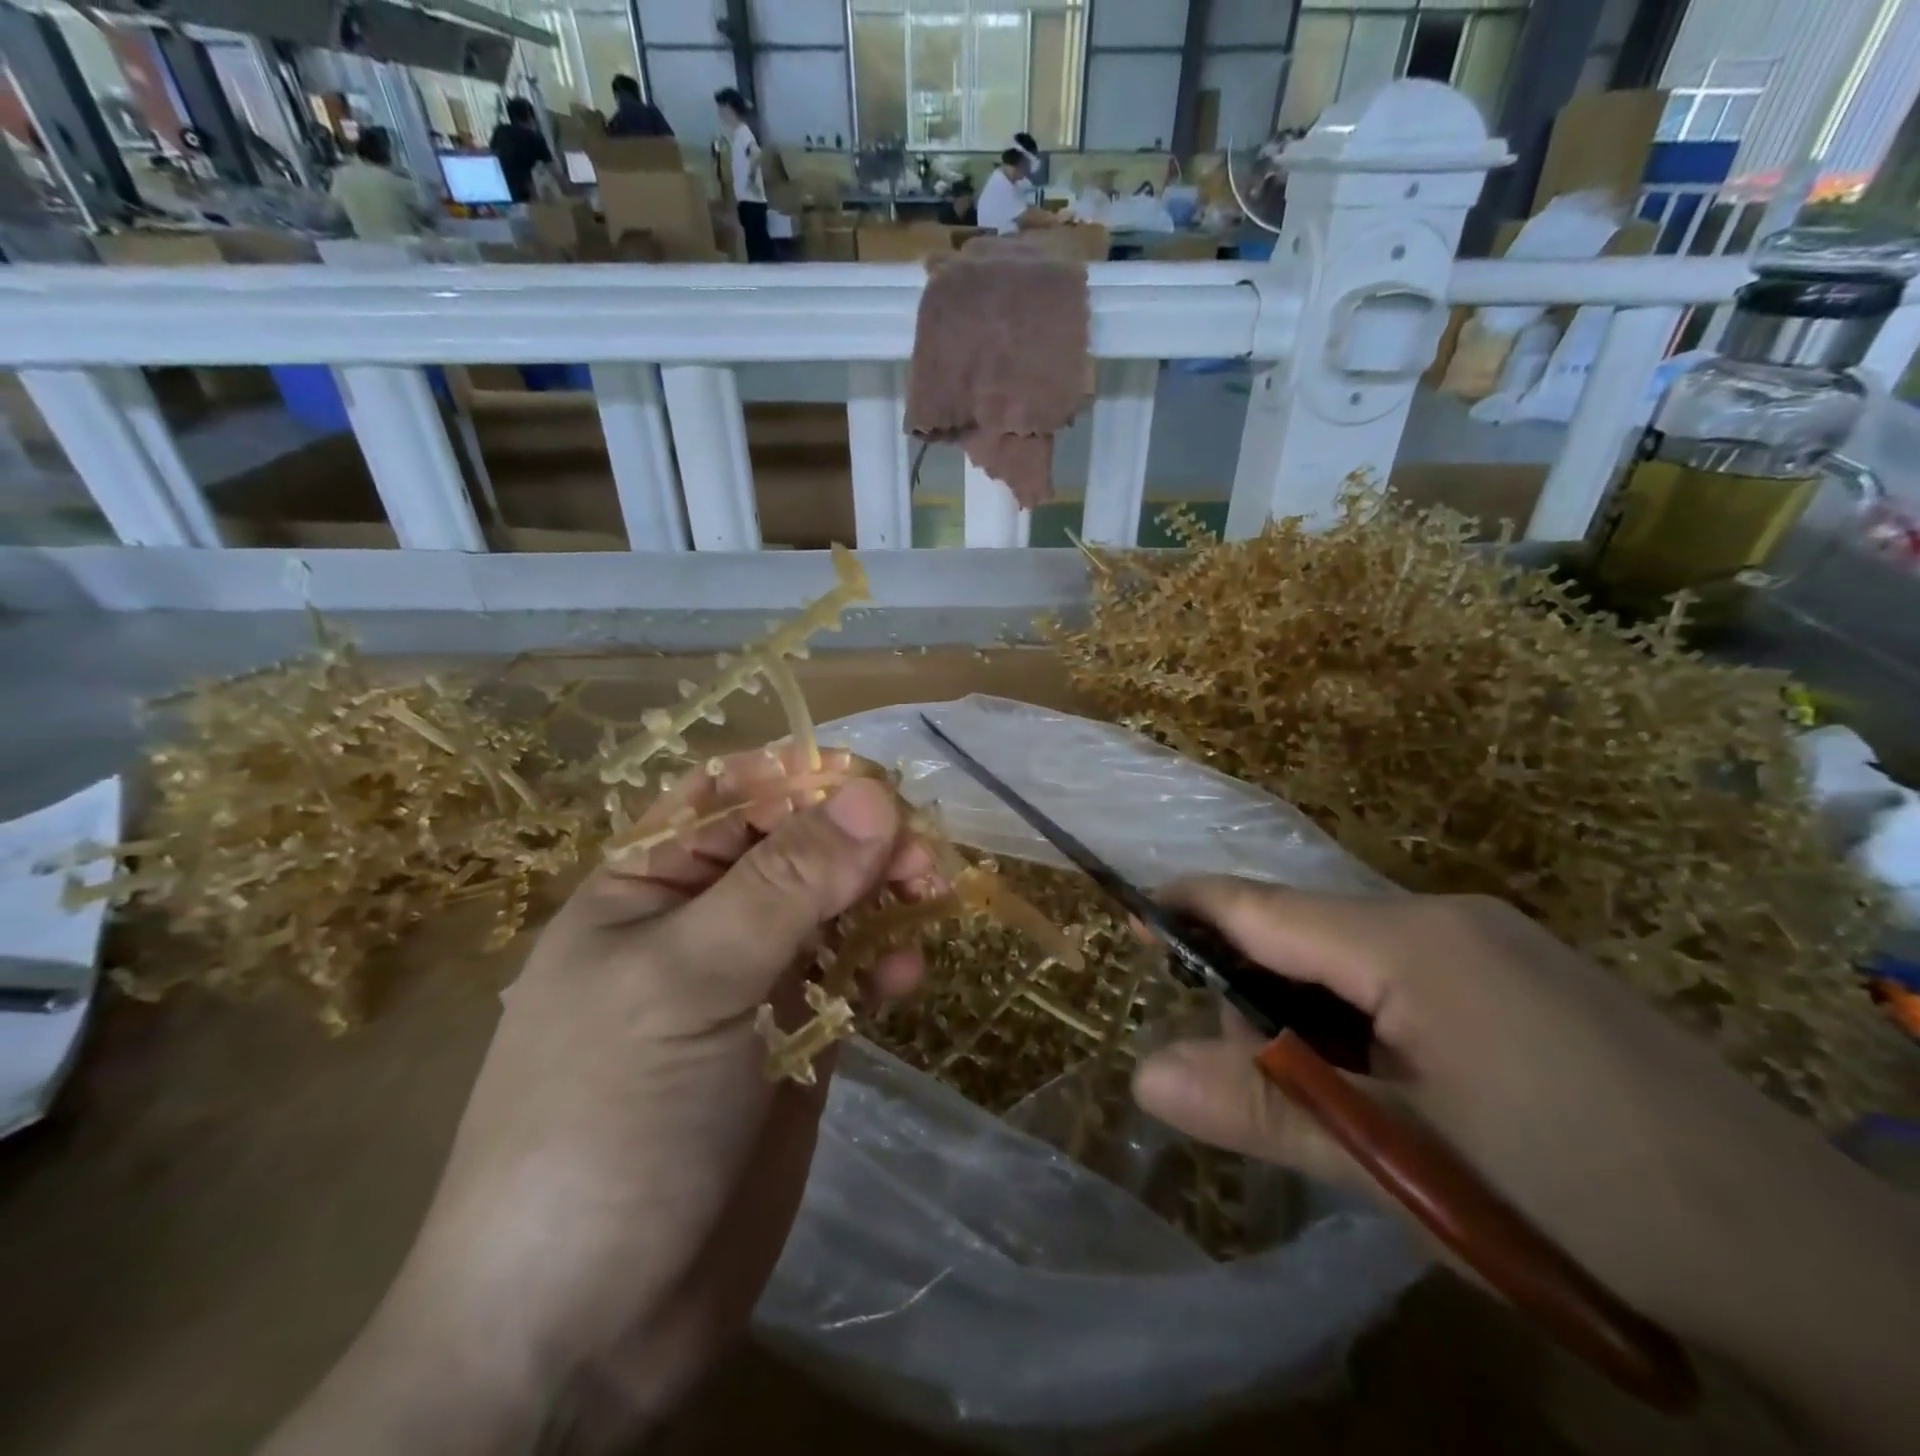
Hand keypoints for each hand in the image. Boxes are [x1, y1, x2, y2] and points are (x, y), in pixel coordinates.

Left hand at [266, 749, 927, 1454]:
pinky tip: (908, 977)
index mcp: (649, 884)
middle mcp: (703, 920)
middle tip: (922, 858)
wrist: (586, 1330)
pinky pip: (851, 972)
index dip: (801, 779)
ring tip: (928, 901)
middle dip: (859, 839)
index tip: (874, 788)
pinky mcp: (795, 1036)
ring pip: (833, 904)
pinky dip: (883, 960)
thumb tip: (873, 795)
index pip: (730, 793)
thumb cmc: (610, 1122)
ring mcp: (752, 980)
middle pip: (796, 845)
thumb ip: (786, 883)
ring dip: (882, 893)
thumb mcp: (691, 981)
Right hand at [1132, 880, 1919, 1454]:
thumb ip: (1266, 1108)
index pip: (1262, 905)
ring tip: (1342, 1111)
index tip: (1128, 910)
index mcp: (1410, 941)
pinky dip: (1371, 1023)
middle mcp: (1449, 918)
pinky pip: (1411, 977)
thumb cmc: (1580, 1200)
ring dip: (1318, 1019)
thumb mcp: (1403, 1163)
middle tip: (1265, 1089)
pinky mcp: (1532, 979)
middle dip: (1260, 998)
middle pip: (1307, 935)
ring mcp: (1499, 945)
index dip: (1188, 906)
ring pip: (1358, 960)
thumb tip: (1143, 1075)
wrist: (1826, 1271)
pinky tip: (1400, 1095)